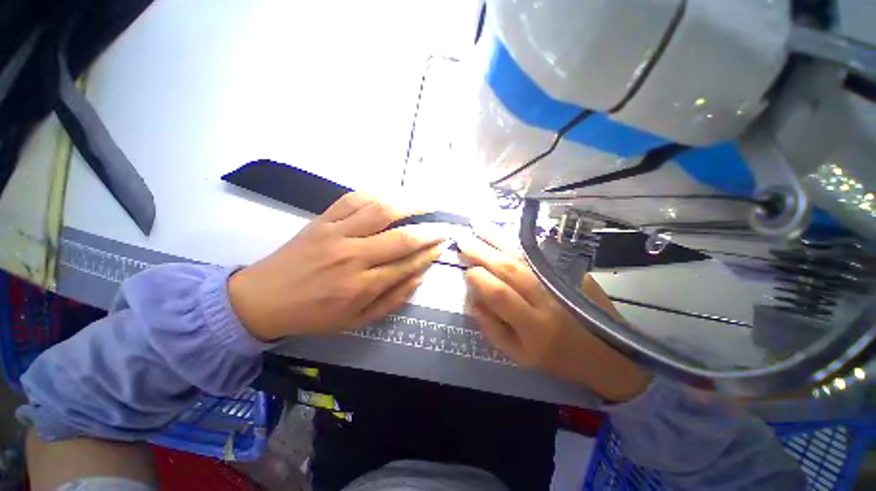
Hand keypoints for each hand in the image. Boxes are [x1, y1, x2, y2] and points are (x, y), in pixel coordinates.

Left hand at [229, 192, 445, 339]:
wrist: (263, 299)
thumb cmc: (314, 315)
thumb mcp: (357, 320)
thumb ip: (392, 299)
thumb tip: (419, 276)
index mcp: (362, 285)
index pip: (407, 264)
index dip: (429, 253)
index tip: (443, 245)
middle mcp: (353, 256)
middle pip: (401, 237)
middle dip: (429, 231)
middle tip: (443, 226)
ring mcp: (336, 233)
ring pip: (380, 211)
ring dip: (409, 204)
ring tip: (427, 203)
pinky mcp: (322, 220)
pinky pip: (352, 199)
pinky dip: (376, 194)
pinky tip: (391, 196)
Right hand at [457, 232, 651, 401]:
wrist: (608, 352)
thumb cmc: (556, 358)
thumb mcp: (518, 355)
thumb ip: (491, 328)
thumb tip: (472, 298)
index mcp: (534, 327)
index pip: (499, 294)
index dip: (478, 279)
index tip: (466, 271)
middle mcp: (547, 299)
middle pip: (509, 268)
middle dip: (482, 252)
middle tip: (463, 240)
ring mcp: (562, 281)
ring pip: (523, 255)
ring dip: (498, 239)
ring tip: (478, 226)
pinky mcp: (572, 271)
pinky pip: (539, 252)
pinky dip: (518, 241)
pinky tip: (504, 232)